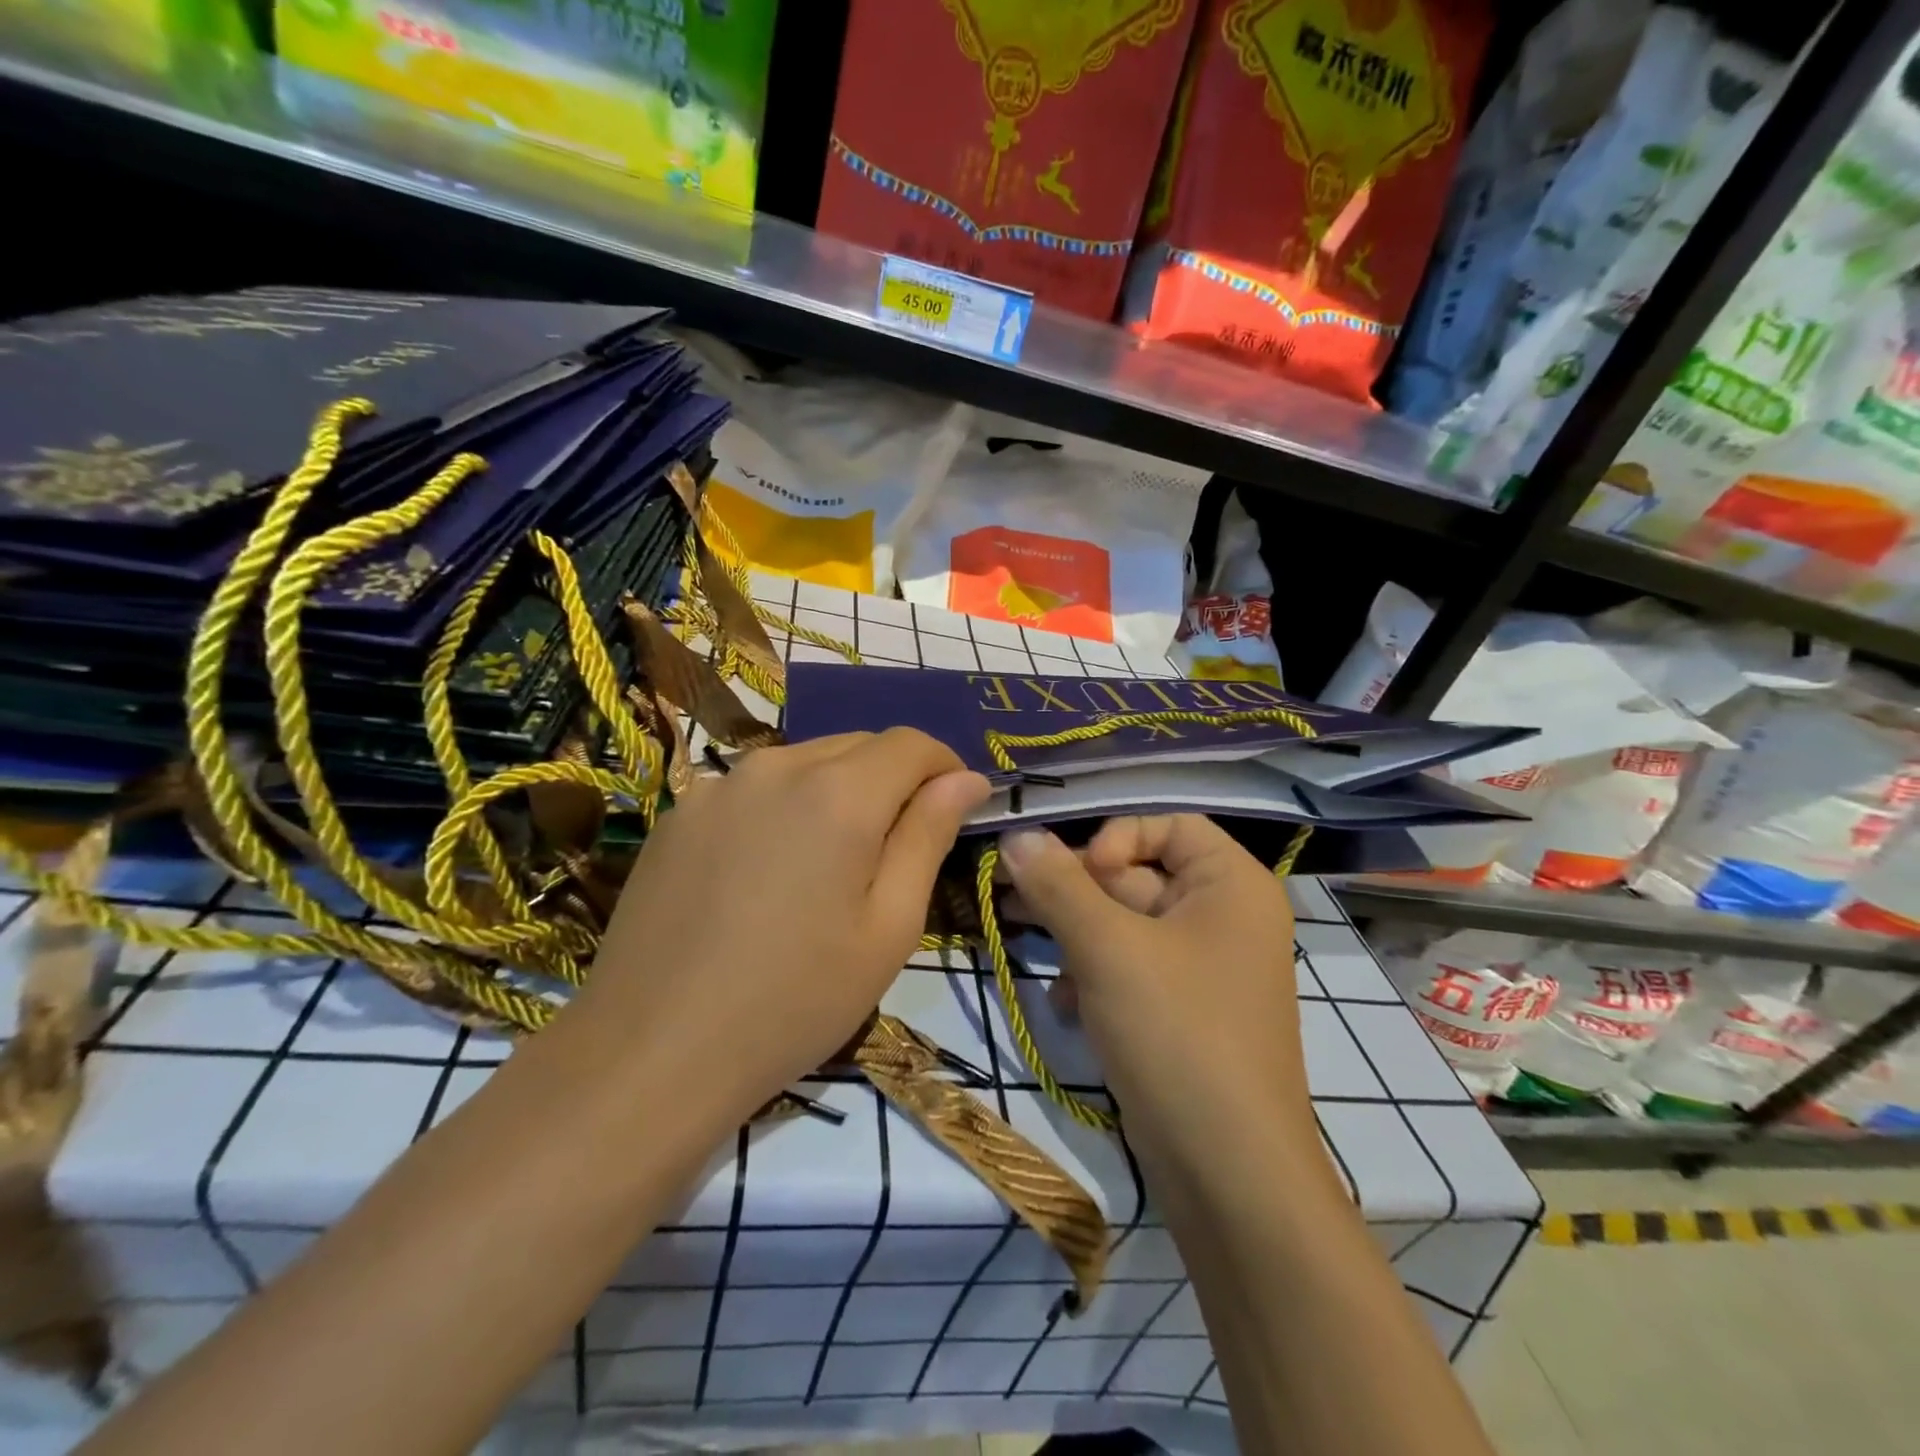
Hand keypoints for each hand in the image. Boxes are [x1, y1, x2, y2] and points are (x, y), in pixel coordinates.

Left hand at [567, 729, 988, 1124]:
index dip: (945, 766)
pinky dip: (785, 806)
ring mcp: (718, 784)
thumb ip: (929, 836)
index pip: (912, 743)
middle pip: (858, 745)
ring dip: (839, 790)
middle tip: (898, 848)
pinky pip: (755, 788)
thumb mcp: (888, 927)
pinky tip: (769, 872)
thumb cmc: (794, 1001)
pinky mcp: (680, 812)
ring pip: (805, 762)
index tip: (956, 808)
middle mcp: (777, 766)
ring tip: (832, 863)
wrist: (651, 1052)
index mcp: (838, 793)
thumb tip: (966, 778)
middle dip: (893, 779)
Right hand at [997, 815, 1316, 1179]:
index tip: (1077, 875)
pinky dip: (1095, 977)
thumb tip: (1016, 836)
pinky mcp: (1182, 1011)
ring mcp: (1204, 968)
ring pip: (1126, 925)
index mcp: (1231, 885)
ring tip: (1028, 946)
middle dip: (1077, 890)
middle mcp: (1225, 917)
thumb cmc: (1178, 1035)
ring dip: (1077, 935)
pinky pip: (1131, 969)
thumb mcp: (1108, 950)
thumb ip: (1058, 886)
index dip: (1116, 838)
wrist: (1230, 1176)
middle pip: (1139, 873)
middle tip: (1014, 899)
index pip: (1168, 823)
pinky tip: (1066, 1006)